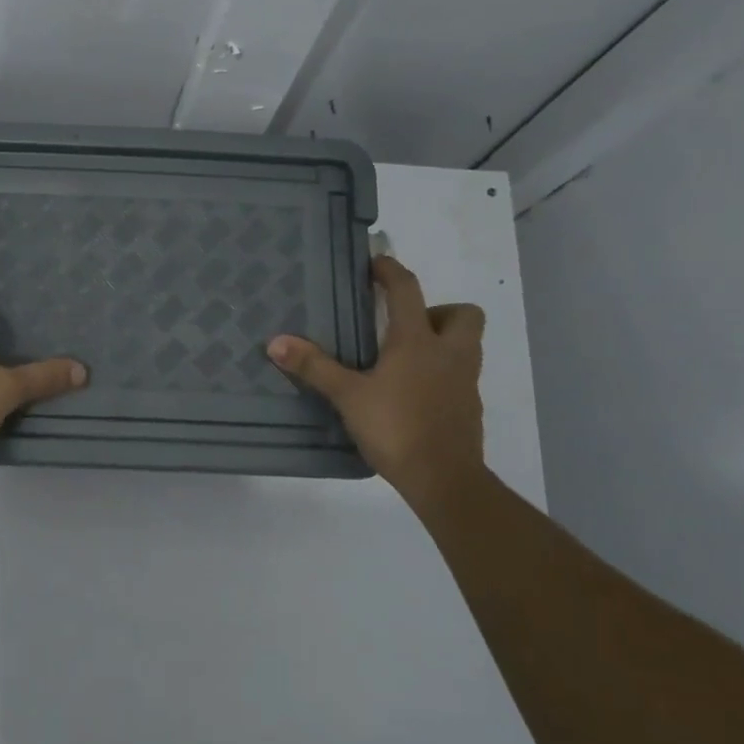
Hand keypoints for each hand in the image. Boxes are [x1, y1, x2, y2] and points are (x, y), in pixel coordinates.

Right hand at [267, 257, 485, 506]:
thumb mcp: (348, 396)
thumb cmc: (396, 428)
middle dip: (438, 311)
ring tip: (405, 360)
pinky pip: (460, 377)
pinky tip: (413, 394)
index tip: (375, 264)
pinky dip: (442, 375)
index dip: (391, 271)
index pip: (408, 290)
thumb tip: (275, 342)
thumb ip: (314, 367)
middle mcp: (449, 354)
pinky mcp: (468, 409)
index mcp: (418, 341)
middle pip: (463, 314)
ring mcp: (464, 382)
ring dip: (442, 342)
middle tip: (405, 326)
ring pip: (466, 346)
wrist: (445, 480)